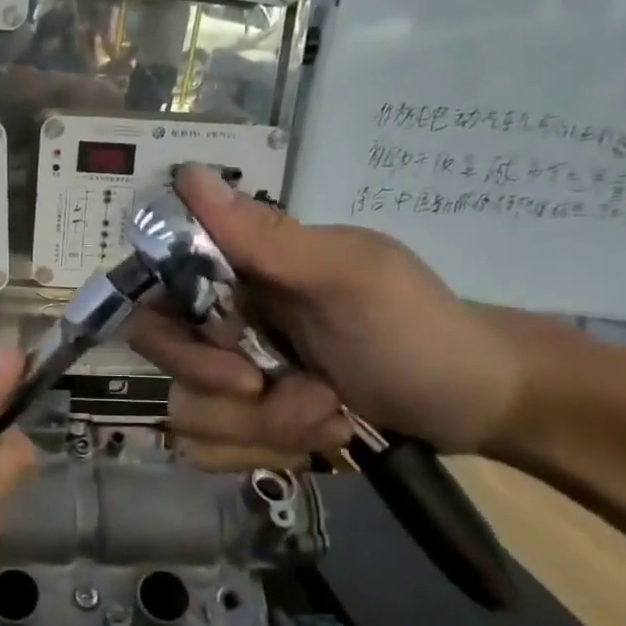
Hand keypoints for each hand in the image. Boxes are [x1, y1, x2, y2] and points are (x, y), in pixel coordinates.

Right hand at [128, 168, 525, 464]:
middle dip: (229, 395)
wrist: (475, 403)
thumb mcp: (350, 277)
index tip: (235, 348)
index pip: (151, 299)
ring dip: (266, 428)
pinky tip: (319, 434)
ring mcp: (234, 376)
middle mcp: (222, 321)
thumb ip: (267, 236)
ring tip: (329, 413)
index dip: (175, 336)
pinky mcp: (248, 423)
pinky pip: (214, 452)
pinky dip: (270, 451)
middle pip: (165, 367)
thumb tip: (187, 173)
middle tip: (295, 391)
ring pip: (191, 418)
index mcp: (235, 274)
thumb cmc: (418, 329)